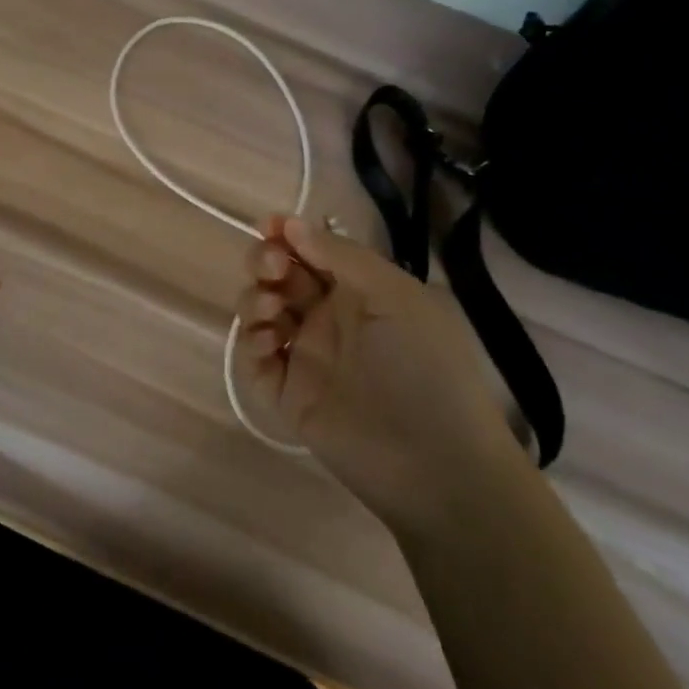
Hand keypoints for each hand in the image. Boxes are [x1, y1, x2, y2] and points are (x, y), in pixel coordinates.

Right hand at [236, 216, 520, 531]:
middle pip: (280, 276)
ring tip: (271, 308)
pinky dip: (251, 342)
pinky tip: (271, 342)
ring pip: (261, 312)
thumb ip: (341, 256)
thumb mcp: (394, 296)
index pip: (313, 250)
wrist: (437, 464)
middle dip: (266, 262)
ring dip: (255, 298)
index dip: (287, 234)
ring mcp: (306, 355)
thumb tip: (291, 224)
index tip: (266, 225)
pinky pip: (254, 358)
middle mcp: (329, 318)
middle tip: (272, 268)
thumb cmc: (424, 365)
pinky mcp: (288, 394)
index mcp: (360, 291)